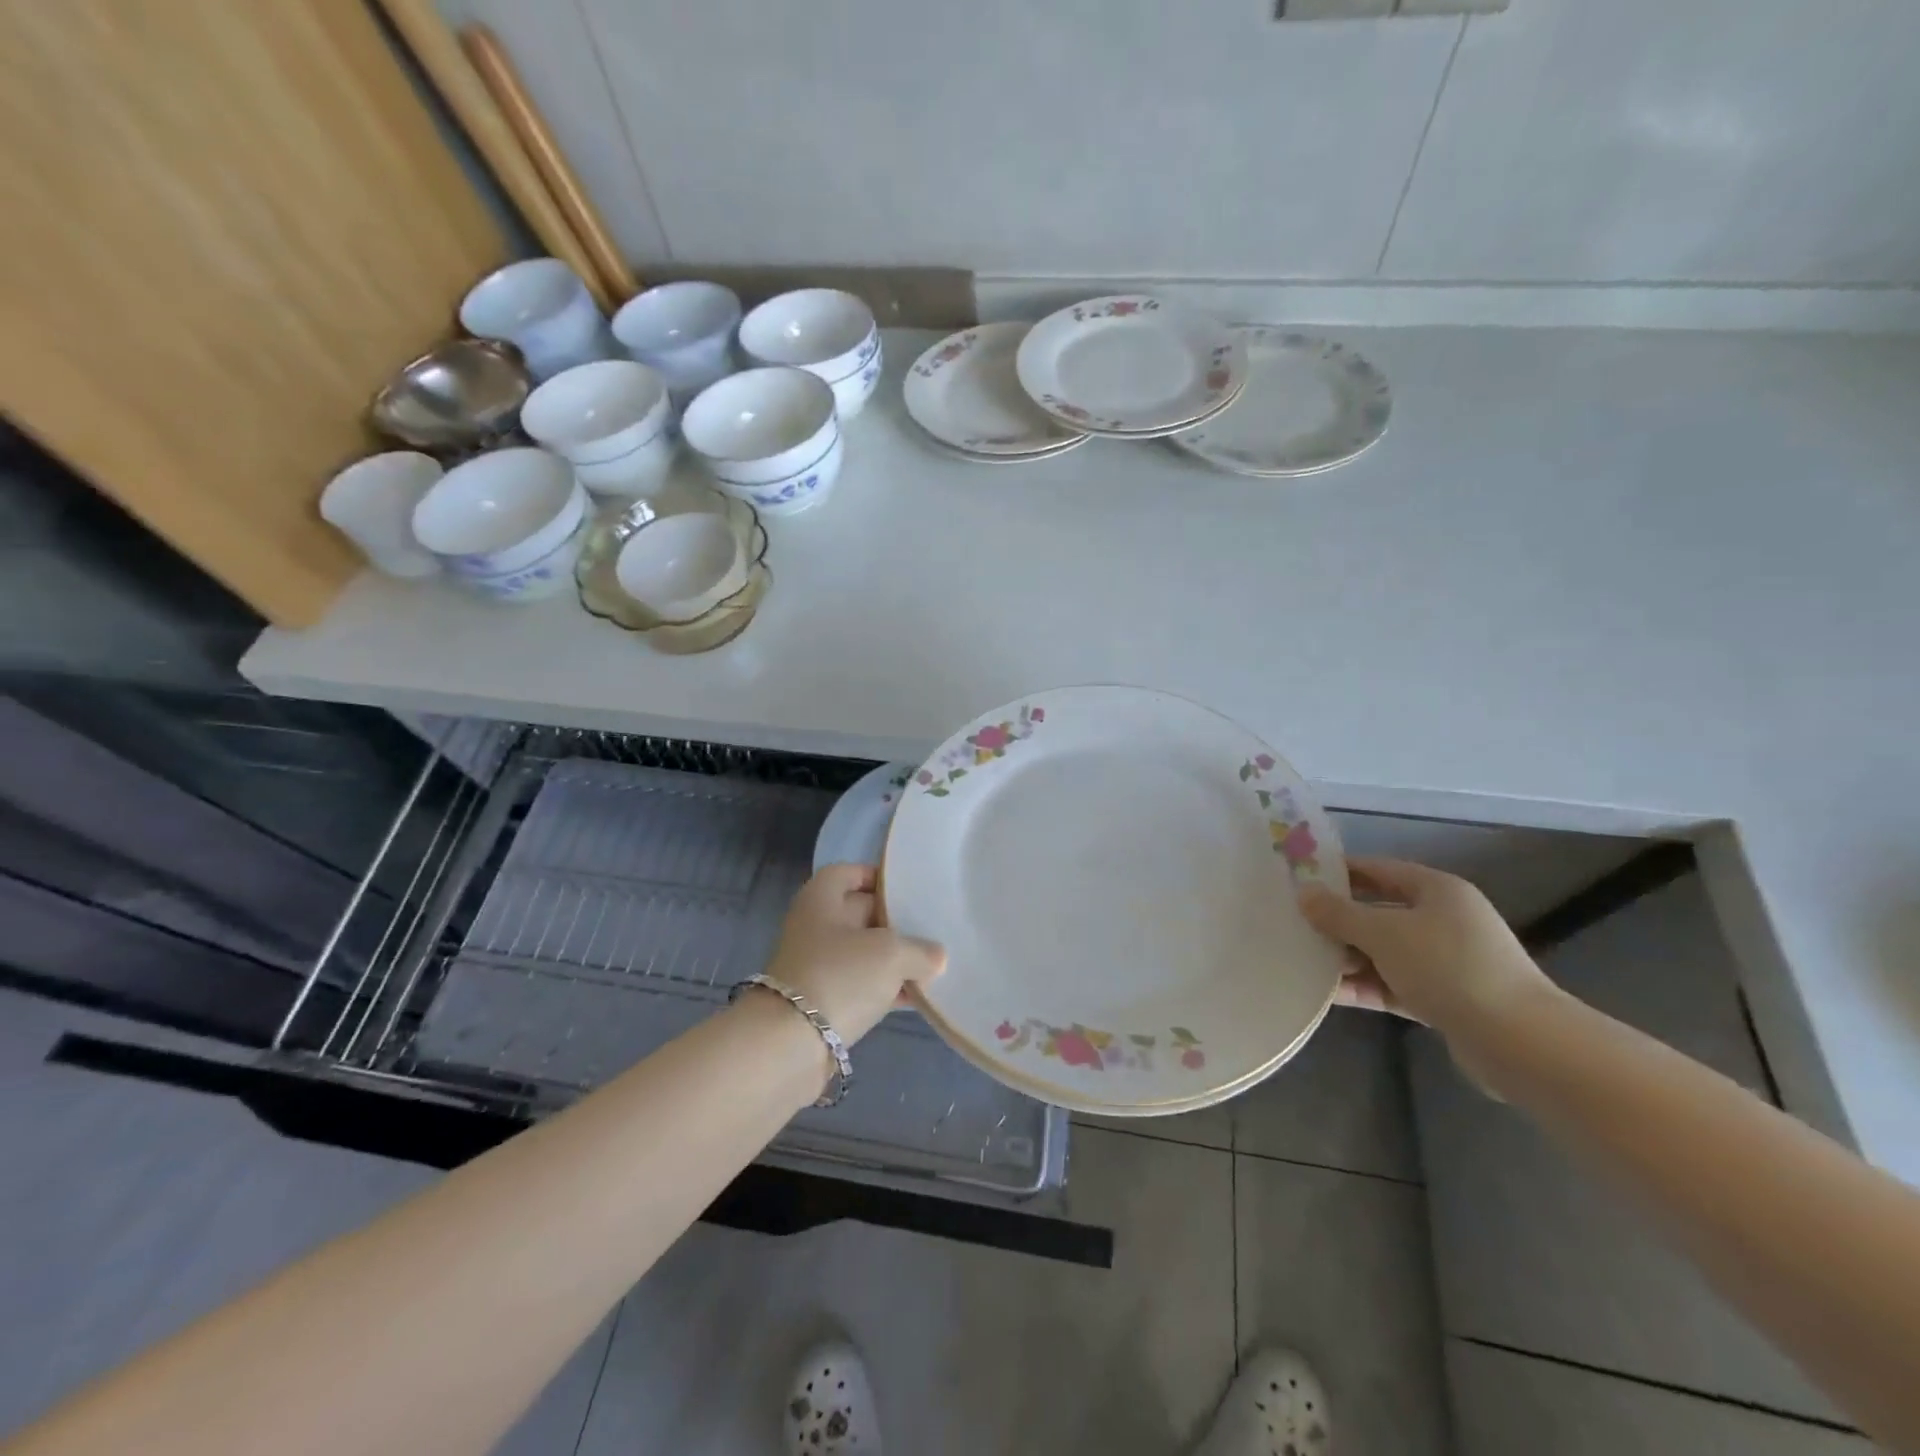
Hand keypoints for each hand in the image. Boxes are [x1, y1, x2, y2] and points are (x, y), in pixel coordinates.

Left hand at [763, 864, 946, 1044]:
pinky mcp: (822, 1003)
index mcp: (821, 899)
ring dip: (894, 960)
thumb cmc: (840, 977)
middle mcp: (815, 927)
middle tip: (933, 928)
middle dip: (895, 921)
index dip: (877, 877)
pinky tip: (917, 998)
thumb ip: (920, 950)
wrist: (789, 1046)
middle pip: (859, 913)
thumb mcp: (892, 954)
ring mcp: (817, 966)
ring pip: (862, 953)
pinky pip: (860, 986)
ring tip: (933, 965)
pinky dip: (886, 989)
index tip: (909, 889)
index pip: (848, 873)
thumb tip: (935, 957)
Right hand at [1299, 857, 1554, 1033]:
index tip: (1298, 879)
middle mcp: (1443, 920)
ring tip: (1301, 961)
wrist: (1518, 1042)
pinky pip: (1392, 984)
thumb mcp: (1384, 933)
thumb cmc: (1448, 968)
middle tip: (1292, 923)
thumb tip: (1304, 894)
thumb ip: (1339, 913)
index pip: (1377, 870)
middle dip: (1337, 920)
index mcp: (1436, 890)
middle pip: (1378, 911)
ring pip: (1383, 951)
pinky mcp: (1443, 999)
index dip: (1338, 872)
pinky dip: (1364, 986)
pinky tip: (1327, 994)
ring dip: (1346, 957)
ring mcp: (1445, 962)